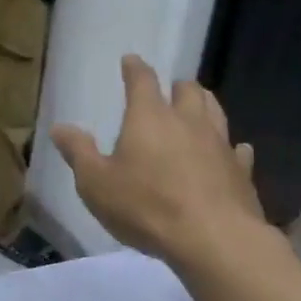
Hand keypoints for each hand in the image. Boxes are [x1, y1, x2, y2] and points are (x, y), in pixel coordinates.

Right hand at [51, 55, 262, 266]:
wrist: (212, 238)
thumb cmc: (146, 206)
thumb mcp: (96, 183)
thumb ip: (78, 152)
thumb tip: (59, 127)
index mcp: (149, 117)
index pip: (142, 80)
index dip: (135, 68)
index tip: (130, 61)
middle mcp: (188, 121)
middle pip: (187, 90)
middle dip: (176, 86)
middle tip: (168, 91)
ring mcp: (219, 144)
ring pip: (215, 111)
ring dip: (204, 105)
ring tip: (196, 108)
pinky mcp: (241, 170)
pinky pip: (237, 150)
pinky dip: (231, 147)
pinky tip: (232, 152)